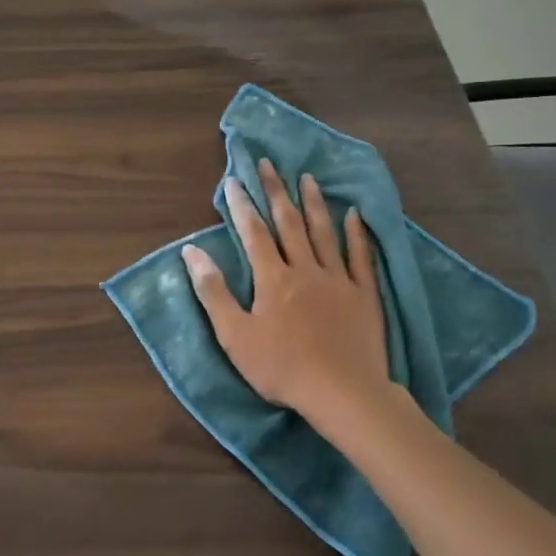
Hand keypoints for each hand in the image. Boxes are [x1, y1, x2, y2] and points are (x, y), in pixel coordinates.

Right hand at [182, 159, 399, 446]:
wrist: (342, 392)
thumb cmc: (281, 367)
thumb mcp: (234, 335)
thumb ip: (213, 291)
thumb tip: (192, 252)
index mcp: (273, 278)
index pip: (254, 233)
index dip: (243, 205)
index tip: (234, 180)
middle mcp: (305, 269)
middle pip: (288, 223)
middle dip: (276, 191)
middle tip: (270, 163)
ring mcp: (338, 280)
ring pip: (324, 233)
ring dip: (314, 203)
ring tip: (308, 178)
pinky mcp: (364, 295)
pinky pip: (360, 257)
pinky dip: (356, 234)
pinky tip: (354, 215)